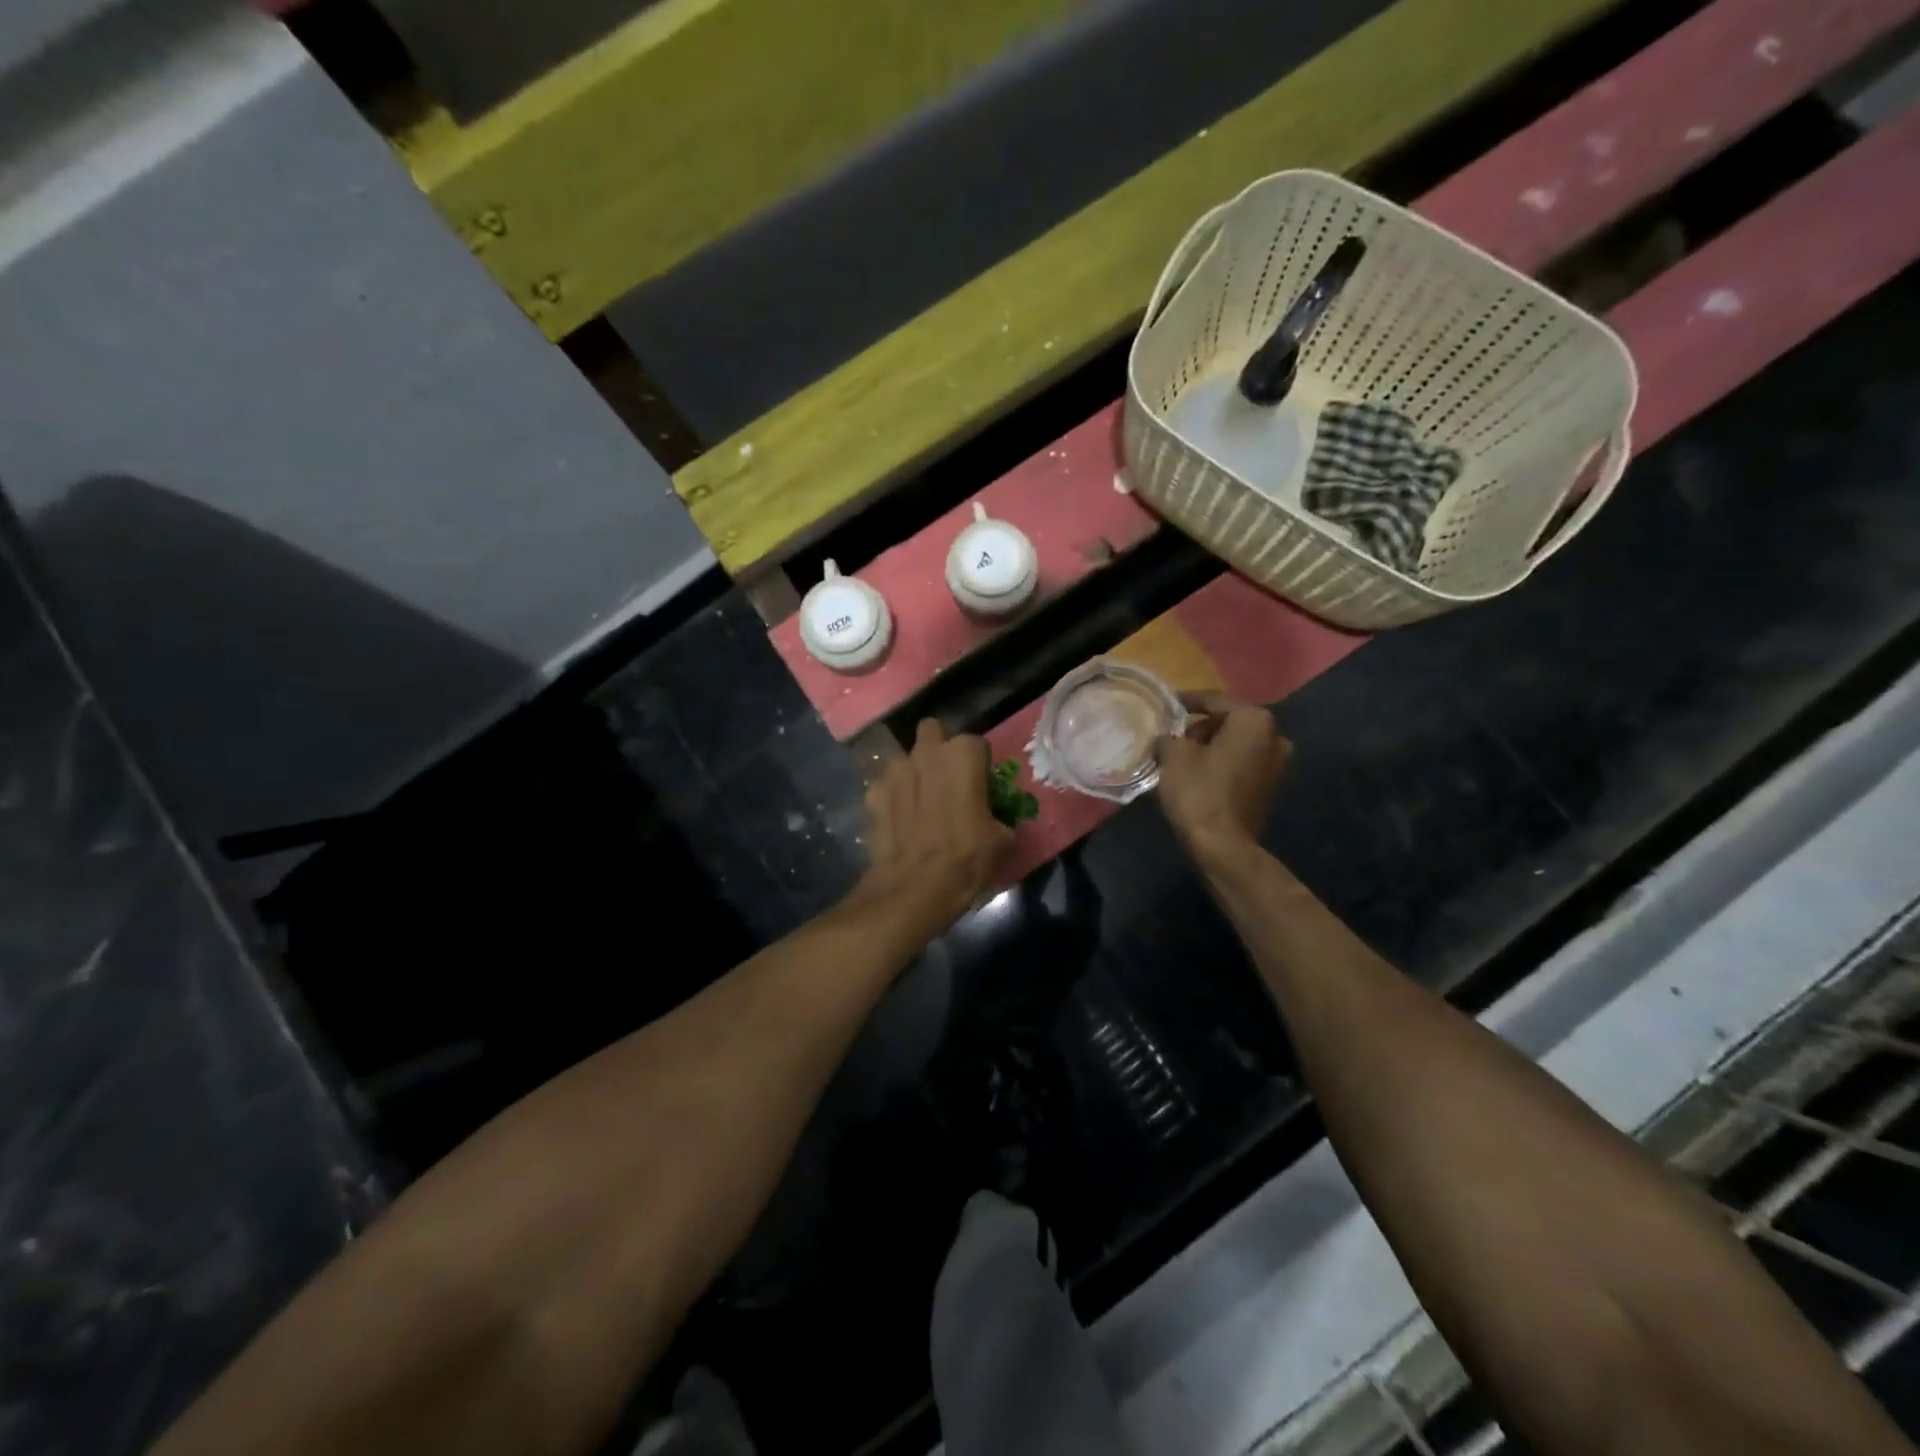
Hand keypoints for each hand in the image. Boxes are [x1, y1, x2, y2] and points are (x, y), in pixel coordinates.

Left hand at [852, 720, 1012, 932]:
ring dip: (912, 773)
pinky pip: (884, 787)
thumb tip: (993, 817)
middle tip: (946, 779)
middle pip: (933, 732)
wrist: (915, 888)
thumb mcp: (1002, 839)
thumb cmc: (967, 859)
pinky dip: (891, 798)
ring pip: (904, 758)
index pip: (976, 745)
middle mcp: (927, 752)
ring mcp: (894, 771)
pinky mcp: (872, 793)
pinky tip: (898, 821)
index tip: (980, 787)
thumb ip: (996, 813)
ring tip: (919, 802)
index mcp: (963, 755)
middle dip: (938, 749)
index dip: (979, 766)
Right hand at [1154, 694, 1291, 870]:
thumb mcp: (1173, 756)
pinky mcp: (1271, 788)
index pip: (1214, 701)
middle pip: (1229, 723)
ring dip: (1212, 748)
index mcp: (1253, 720)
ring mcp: (1278, 764)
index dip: (1187, 702)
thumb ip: (1169, 737)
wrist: (1223, 846)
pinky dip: (1223, 766)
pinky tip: (1199, 776)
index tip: (1168, 706)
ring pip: (1237, 745)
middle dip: (1201, 728)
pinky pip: (1242, 766)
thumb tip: (1168, 739)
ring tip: (1182, 758)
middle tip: (1174, 737)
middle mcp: (1274, 736)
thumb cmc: (1198, 791)